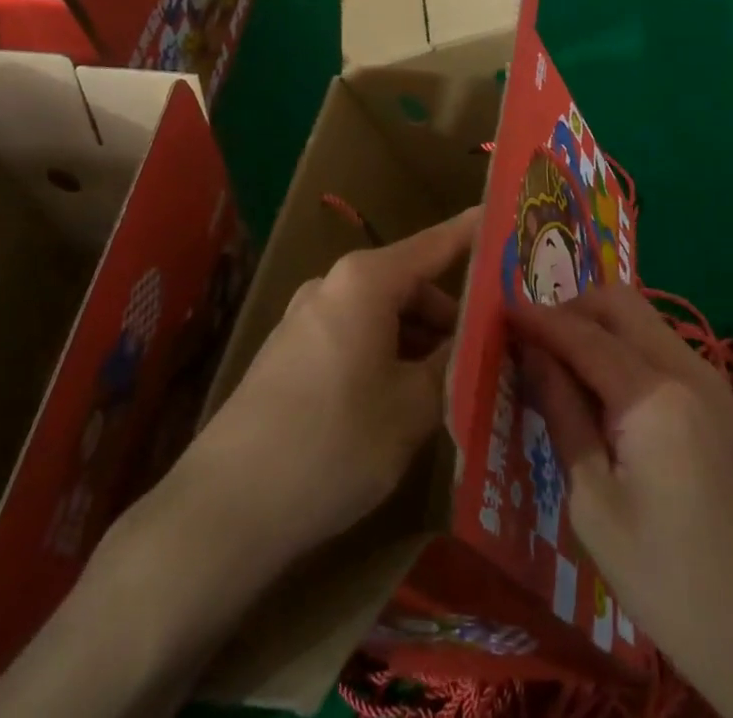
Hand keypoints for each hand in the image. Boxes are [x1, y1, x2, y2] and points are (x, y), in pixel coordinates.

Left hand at [0, 209, 476, 717]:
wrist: (224, 511)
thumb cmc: (333, 444)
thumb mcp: (411, 408)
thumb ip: (451, 364)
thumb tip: (476, 338)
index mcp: (367, 280)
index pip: (437, 243)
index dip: (475, 233)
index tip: (508, 222)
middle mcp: (335, 284)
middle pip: (411, 284)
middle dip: (452, 313)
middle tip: (493, 348)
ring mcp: (307, 317)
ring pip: (384, 315)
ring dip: (420, 341)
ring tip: (453, 385)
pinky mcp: (291, 353)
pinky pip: (356, 337)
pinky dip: (388, 355)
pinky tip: (403, 402)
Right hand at [508, 284, 732, 717]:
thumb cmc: (672, 582)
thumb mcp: (596, 507)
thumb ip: (564, 416)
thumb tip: (534, 356)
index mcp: (653, 393)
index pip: (582, 333)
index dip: (537, 320)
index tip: (498, 312)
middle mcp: (687, 368)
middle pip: (620, 303)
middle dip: (572, 309)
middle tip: (532, 342)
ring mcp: (712, 383)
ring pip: (645, 321)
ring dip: (600, 327)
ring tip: (561, 367)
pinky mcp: (723, 405)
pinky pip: (664, 349)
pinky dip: (627, 350)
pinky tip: (605, 392)